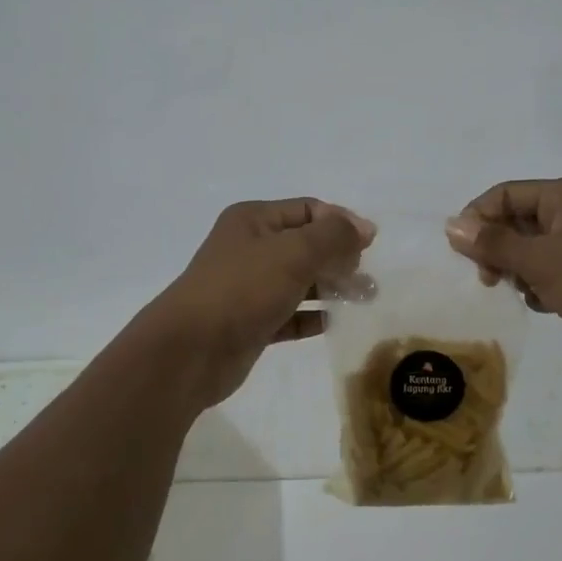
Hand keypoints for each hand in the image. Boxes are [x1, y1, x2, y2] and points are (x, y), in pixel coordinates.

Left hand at [148, 199, 374, 405]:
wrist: (190, 351)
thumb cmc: (243, 289)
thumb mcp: (294, 252)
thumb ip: (334, 236)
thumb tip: (364, 228)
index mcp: (254, 219)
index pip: (308, 209)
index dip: (341, 222)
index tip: (371, 246)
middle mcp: (250, 248)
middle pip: (306, 244)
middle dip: (340, 256)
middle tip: (369, 278)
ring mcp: (249, 287)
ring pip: (300, 280)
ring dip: (332, 287)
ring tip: (365, 299)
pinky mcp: (251, 322)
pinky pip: (290, 313)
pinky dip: (313, 316)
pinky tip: (336, 323)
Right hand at [446, 177, 561, 382]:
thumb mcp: (541, 260)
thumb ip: (494, 244)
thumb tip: (450, 226)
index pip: (507, 194)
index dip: (479, 218)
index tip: (461, 252)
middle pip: (518, 220)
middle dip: (498, 248)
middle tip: (488, 278)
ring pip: (532, 250)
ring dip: (518, 270)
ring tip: (519, 292)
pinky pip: (550, 272)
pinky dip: (540, 287)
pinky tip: (543, 305)